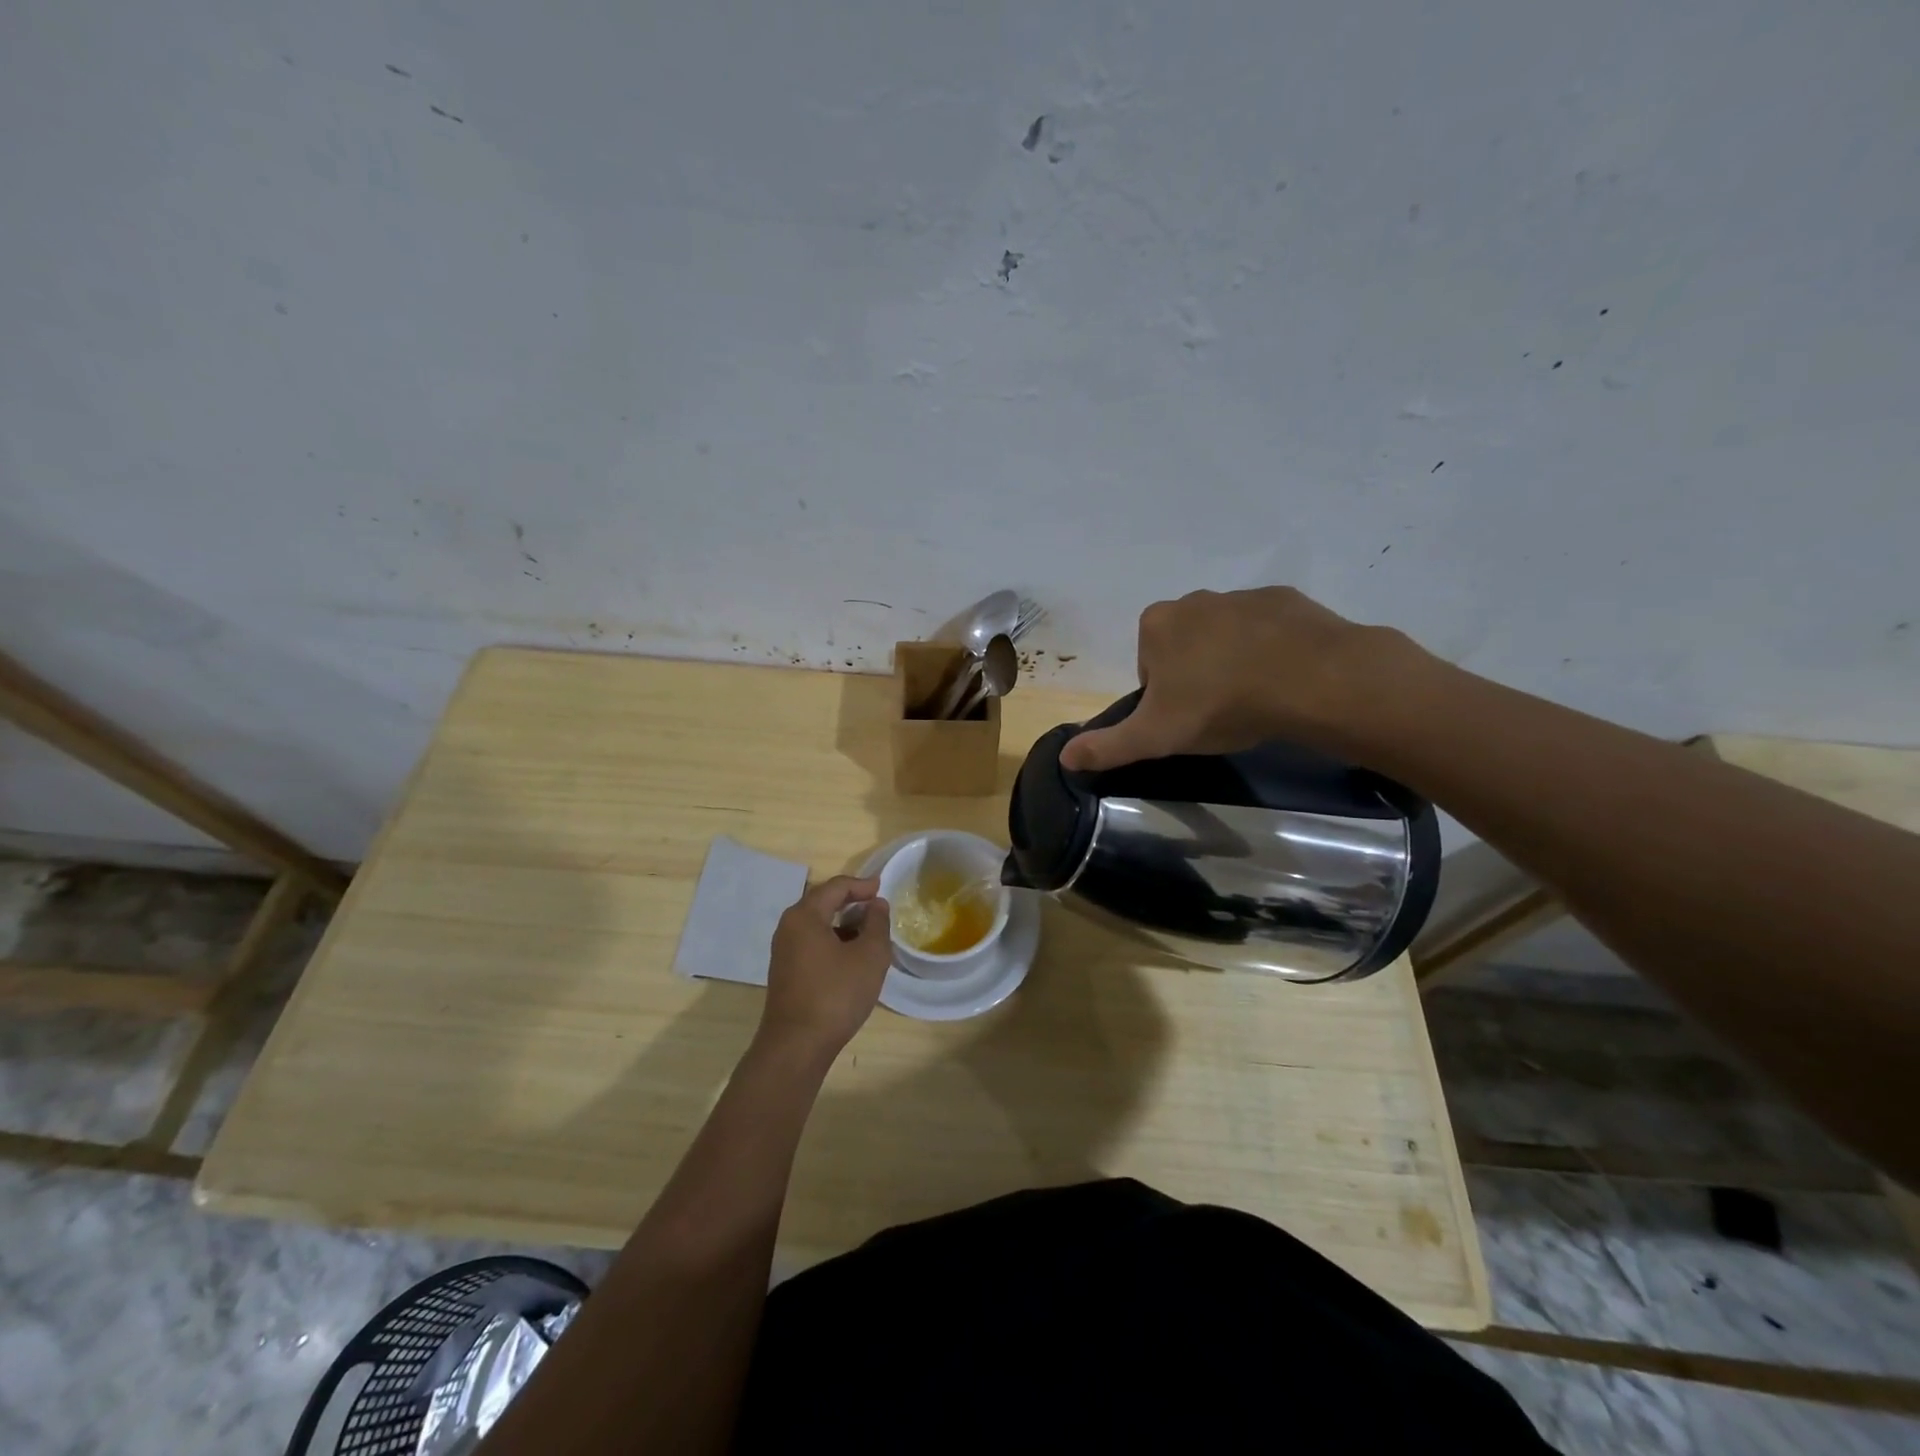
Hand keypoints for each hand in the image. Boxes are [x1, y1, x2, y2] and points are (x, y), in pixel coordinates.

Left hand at [760, 875, 892, 1057]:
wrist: (797, 1046)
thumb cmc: (836, 994)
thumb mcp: (869, 956)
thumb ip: (877, 924)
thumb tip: (876, 905)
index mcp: (804, 916)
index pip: (835, 887)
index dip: (861, 885)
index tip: (882, 888)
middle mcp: (788, 927)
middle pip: (822, 902)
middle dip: (851, 903)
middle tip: (877, 908)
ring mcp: (783, 951)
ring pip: (817, 925)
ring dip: (843, 924)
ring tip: (869, 933)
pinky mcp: (785, 972)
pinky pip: (811, 944)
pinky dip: (833, 941)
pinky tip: (851, 958)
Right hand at [1060, 587, 1404, 771]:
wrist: (1311, 679)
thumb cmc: (1220, 704)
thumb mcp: (1156, 736)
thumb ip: (1107, 746)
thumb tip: (1064, 758)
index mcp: (1156, 625)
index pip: (1148, 666)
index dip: (1163, 697)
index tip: (1185, 719)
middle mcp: (1194, 600)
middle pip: (1185, 647)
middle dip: (1196, 676)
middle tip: (1219, 712)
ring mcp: (1242, 595)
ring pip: (1226, 637)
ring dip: (1234, 662)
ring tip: (1256, 699)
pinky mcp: (1286, 600)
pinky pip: (1268, 629)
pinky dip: (1271, 651)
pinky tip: (1285, 679)